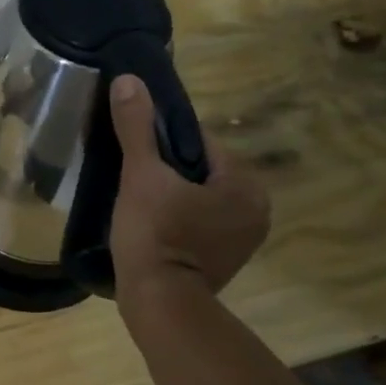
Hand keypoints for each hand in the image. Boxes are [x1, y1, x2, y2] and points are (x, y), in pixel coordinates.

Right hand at [108, 75, 269, 299]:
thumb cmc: (155, 235)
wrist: (159, 304)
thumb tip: (129, 80)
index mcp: (245, 183)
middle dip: (169, 169)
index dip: (163, 140)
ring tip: (137, 200)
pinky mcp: (228, 260)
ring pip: (200, 197)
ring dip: (173, 194)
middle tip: (132, 178)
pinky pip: (201, 222)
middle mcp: (257, 209)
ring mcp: (244, 239)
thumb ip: (136, 128)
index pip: (201, 141)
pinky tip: (152, 224)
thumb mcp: (141, 175)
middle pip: (202, 169)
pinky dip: (180, 218)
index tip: (135, 150)